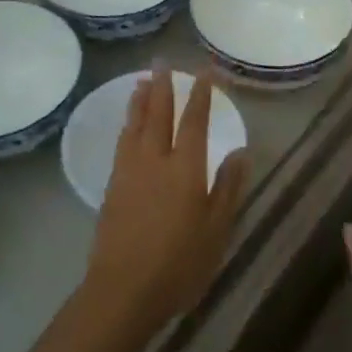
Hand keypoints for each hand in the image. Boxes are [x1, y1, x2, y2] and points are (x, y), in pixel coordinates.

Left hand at [84, 67, 248, 339]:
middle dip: (163, 86)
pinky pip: (121, 142)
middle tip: (162, 61)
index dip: (200, 94)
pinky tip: (128, 124)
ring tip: (142, 80)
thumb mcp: (216, 229)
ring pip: (134, 125)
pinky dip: (127, 124)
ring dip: (140, 100)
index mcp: (185, 169)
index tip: (203, 71)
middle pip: (158, 114)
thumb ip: (227, 187)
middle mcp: (154, 161)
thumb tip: (240, 151)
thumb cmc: (179, 264)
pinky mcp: (111, 186)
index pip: (193, 121)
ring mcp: (129, 172)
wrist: (123, 290)